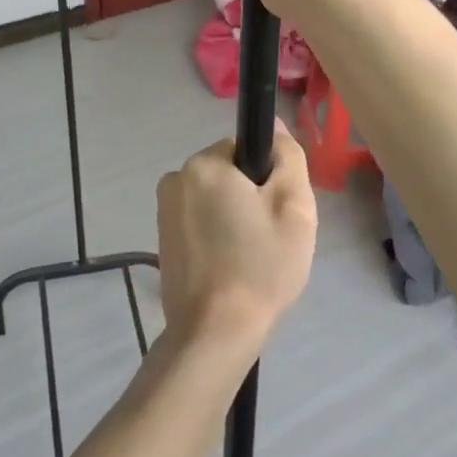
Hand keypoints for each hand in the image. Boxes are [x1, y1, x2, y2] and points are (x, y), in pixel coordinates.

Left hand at [155, 122, 316, 355]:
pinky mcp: (162, 238)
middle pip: (229, 174)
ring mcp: (163, 210)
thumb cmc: (260, 267)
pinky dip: (216, 236)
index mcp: (204, 164)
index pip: (246, 150)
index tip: (277, 213)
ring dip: (234, 219)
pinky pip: (199, 222)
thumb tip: (272, 124)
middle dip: (251, 199)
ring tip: (251, 258)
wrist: (215, 331)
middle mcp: (175, 178)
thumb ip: (287, 157)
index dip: (268, 178)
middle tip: (270, 239)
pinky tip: (229, 268)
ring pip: (215, 200)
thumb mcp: (294, 208)